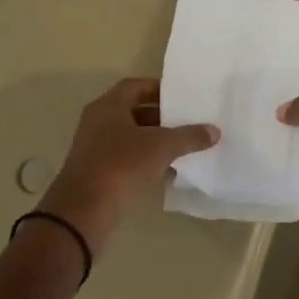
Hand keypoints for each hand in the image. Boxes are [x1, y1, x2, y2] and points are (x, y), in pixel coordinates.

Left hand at [38, 78, 217, 253]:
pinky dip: (149, 163)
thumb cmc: (121, 165)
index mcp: (108, 107)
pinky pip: (130, 161)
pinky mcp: (101, 174)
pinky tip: (172, 171)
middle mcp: (99, 123)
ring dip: (158, 142)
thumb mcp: (161, 146)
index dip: (159, 89)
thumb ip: (189, 136)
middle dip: (163, 117)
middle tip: (190, 121)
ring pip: (134, 138)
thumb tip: (214, 131)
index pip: (136, 87)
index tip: (183, 97)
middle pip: (136, 112)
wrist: (84, 211)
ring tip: (187, 146)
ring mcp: (97, 150)